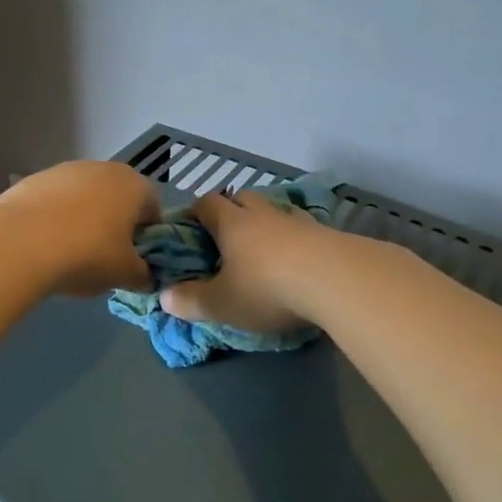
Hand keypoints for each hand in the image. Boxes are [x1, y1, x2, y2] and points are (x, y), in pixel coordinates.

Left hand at [0, 161, 161, 296]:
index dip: (147, 238)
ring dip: (83, 221)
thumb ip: (143, 275)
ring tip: (69, 254)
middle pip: (118, 200)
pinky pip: (55, 202)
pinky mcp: (34, 179)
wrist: (19, 242)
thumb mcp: (124, 275)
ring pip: (85, 199)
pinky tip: (44, 245)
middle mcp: (103, 168)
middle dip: (114, 226)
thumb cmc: (87, 255)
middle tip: (104, 259)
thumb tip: (144, 276)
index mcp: (134, 185)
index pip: (153, 211)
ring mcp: (65, 170)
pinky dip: (55, 219)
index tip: (134, 262)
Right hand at [159, 191, 328, 333]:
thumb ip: (191, 301)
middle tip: (226, 238)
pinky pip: (302, 229)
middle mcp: (262, 215)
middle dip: (232, 211)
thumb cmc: (267, 289)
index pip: (207, 204)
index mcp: (231, 224)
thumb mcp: (222, 303)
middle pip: (243, 198)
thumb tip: (164, 297)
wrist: (336, 280)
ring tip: (264, 250)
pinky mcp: (326, 234)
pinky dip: (295, 240)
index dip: (195, 213)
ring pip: (275, 212)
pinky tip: (298, 259)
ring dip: (266, 224)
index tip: (190, 228)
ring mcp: (297, 221)